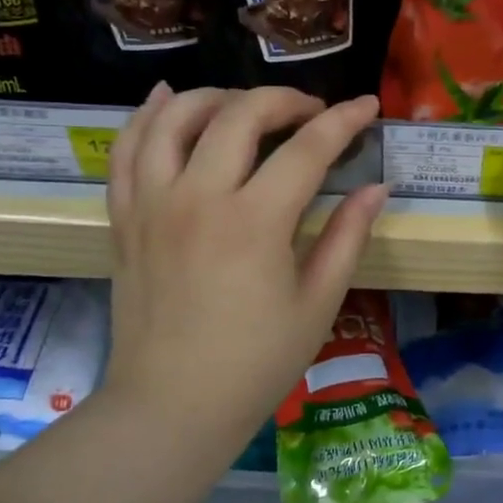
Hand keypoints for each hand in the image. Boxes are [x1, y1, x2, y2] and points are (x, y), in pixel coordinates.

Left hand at [100, 85, 385, 466]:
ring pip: (175, 117)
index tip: (367, 106)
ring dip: (217, 97)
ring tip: (247, 106)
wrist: (172, 405)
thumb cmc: (257, 363)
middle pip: (240, 115)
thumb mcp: (317, 303)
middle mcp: (198, 197)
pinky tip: (167, 100)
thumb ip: (348, 237)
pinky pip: (127, 149)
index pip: (307, 148)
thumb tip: (377, 188)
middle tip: (312, 113)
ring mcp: (152, 204)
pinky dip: (148, 116)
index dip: (344, 121)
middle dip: (284, 100)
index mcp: (255, 222)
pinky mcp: (125, 218)